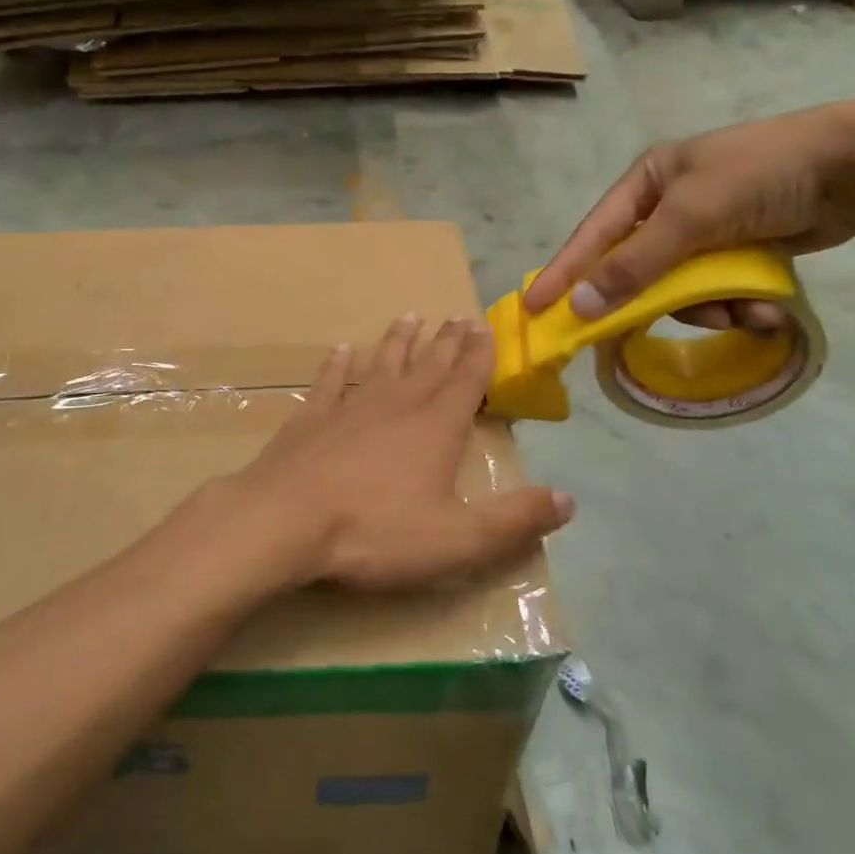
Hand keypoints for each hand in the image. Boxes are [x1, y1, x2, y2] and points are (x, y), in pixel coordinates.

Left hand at [225, 317, 572, 591]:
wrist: (286, 521)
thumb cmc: (376, 531)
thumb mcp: (458, 538)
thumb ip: (515, 519)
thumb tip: (568, 499)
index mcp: (436, 427)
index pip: (467, 381)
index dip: (481, 355)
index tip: (487, 326)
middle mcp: (397, 405)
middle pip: (429, 365)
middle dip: (448, 341)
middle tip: (458, 315)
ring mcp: (350, 407)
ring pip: (383, 364)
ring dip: (399, 341)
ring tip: (410, 317)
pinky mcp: (311, 419)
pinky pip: (330, 382)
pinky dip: (339, 364)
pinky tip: (342, 349)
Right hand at [522, 101, 854, 325]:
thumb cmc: (759, 177)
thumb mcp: (688, 218)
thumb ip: (633, 265)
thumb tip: (579, 306)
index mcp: (647, 181)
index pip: (593, 234)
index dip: (564, 272)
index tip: (535, 307)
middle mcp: (669, 204)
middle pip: (638, 268)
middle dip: (657, 299)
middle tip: (640, 333)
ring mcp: (707, 228)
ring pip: (681, 287)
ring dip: (710, 308)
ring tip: (745, 312)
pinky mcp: (740, 248)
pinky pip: (718, 289)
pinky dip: (738, 304)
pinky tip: (766, 310)